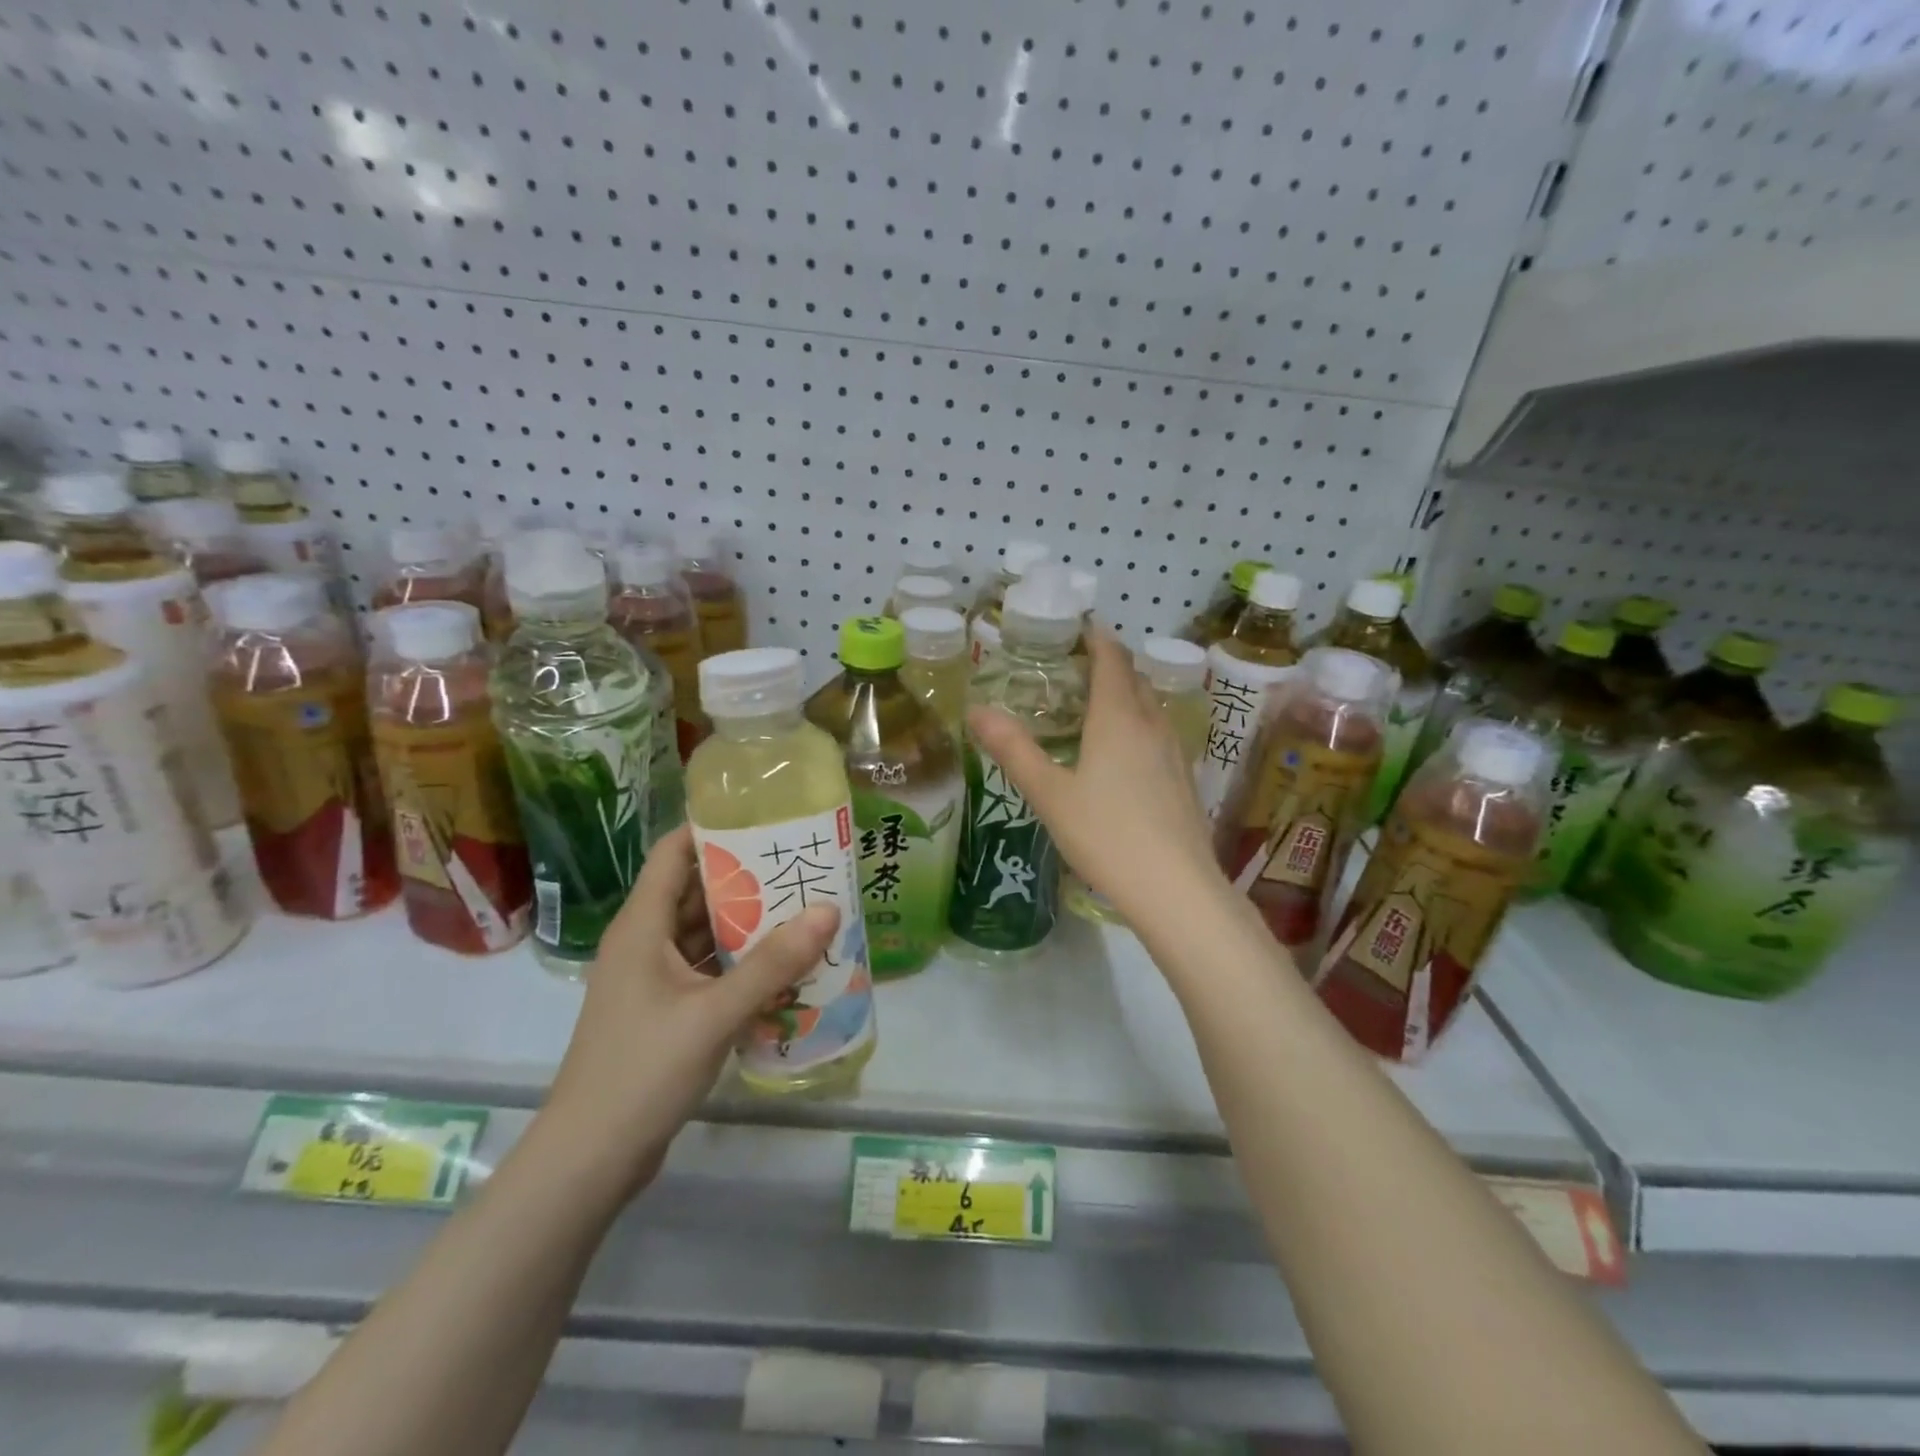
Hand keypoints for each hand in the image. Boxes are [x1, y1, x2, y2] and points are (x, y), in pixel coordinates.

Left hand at [540, 824, 840, 1197]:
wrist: (589, 1159)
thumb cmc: (642, 1071)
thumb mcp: (714, 1013)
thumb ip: (773, 963)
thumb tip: (828, 910)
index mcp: (641, 925)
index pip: (673, 853)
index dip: (714, 829)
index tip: (766, 819)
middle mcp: (644, 942)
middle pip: (696, 891)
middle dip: (747, 877)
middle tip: (803, 864)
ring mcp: (654, 979)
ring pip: (704, 933)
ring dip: (748, 924)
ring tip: (804, 908)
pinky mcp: (666, 1011)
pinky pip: (708, 970)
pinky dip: (741, 963)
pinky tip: (784, 965)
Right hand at [967, 628, 1223, 929]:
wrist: (1175, 888)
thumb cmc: (1106, 834)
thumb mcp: (1049, 793)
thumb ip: (1013, 749)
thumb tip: (975, 710)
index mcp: (1118, 717)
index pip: (1112, 658)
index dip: (1096, 638)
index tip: (1078, 628)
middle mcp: (1152, 724)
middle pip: (1133, 678)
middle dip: (1108, 664)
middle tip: (1073, 668)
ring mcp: (1174, 751)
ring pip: (1149, 706)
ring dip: (1125, 694)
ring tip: (1094, 706)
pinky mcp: (1184, 779)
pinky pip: (1158, 733)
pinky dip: (1137, 724)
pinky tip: (1121, 753)